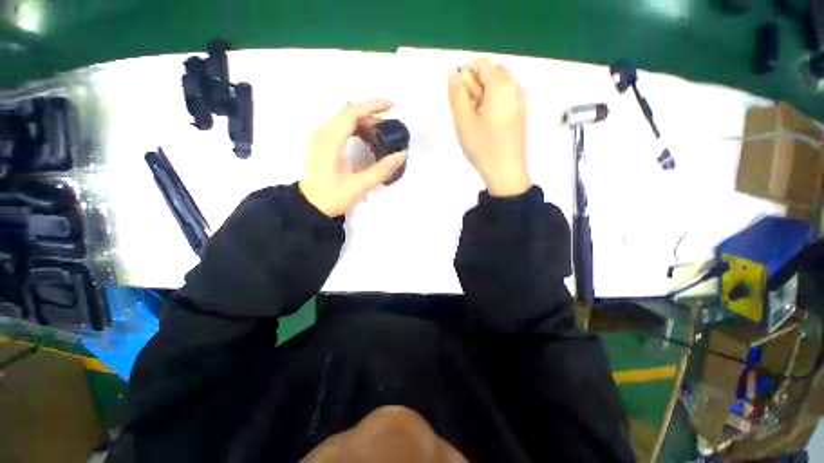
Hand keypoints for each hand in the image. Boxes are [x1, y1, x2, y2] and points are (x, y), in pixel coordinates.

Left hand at [299, 99, 407, 216]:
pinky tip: (365, 138)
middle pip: (348, 112)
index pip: (351, 113)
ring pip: (343, 118)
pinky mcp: (321, 143)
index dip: (372, 106)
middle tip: (389, 126)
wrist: (310, 206)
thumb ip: (381, 170)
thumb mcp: (359, 186)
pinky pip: (340, 126)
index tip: (392, 106)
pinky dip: (355, 127)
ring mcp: (319, 137)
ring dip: (363, 121)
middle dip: (370, 114)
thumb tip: (402, 154)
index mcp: (329, 142)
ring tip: (380, 133)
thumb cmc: (333, 197)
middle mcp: (322, 133)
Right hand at [448, 58, 530, 196]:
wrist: (506, 172)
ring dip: (482, 94)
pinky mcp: (521, 113)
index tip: (457, 95)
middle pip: (491, 72)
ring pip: (498, 86)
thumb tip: (453, 71)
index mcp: (501, 85)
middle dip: (474, 85)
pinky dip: (492, 102)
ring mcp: (521, 100)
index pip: (481, 63)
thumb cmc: (482, 146)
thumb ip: (456, 93)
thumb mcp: (463, 121)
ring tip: (474, 118)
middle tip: (465, 110)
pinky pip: (505, 97)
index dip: (465, 73)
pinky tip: (486, 123)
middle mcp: (515, 86)